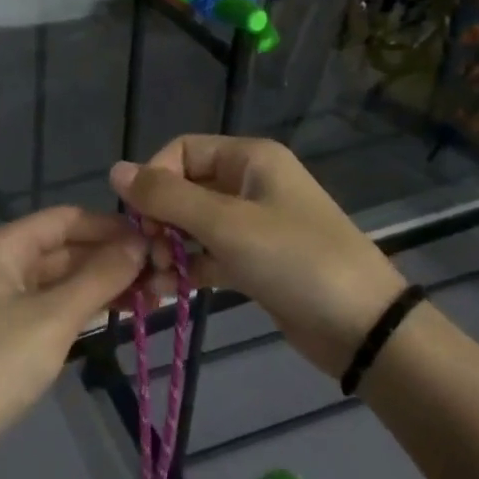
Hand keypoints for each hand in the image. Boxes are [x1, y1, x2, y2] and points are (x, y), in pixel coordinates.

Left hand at [0, 207, 144, 451]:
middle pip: (69, 247)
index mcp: (8, 246)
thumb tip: (141, 242)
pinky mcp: (18, 332)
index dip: (111, 225)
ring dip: (108, 283)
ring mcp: (12, 299)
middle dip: (114, 257)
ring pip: (69, 278)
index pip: (67, 218)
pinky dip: (92, 306)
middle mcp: (9, 264)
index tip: (156, 238)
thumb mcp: (54, 316)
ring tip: (158, 294)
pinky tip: (128, 312)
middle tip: (167, 273)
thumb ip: (100, 276)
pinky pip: (62, 305)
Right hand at [110, 135, 408, 377]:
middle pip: (185, 188)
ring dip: (169, 248)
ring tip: (156, 279)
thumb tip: (114, 169)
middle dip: (159, 220)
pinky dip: (188, 269)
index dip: (155, 178)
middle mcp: (250, 183)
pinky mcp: (255, 261)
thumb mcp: (226, 224)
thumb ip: (167, 197)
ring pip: (194, 225)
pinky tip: (165, 294)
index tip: (139, 218)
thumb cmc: (295, 260)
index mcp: (249, 159)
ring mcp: (254, 224)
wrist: (363, 327)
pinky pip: (209, 255)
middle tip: (149, 256)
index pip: (182, 151)